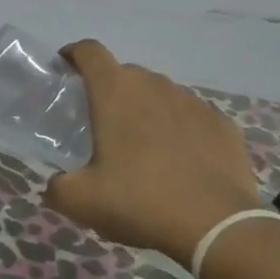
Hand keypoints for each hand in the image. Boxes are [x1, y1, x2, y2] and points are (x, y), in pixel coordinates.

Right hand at [43, 40, 261, 266]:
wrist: (216, 227)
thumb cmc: (138, 201)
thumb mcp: (79, 201)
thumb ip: (57, 186)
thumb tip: (56, 184)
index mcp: (115, 92)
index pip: (89, 51)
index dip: (74, 54)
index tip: (65, 67)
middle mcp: (154, 86)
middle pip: (125, 73)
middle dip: (110, 90)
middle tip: (101, 122)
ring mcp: (193, 103)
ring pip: (161, 94)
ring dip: (146, 109)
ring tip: (143, 145)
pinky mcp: (223, 125)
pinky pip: (192, 117)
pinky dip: (180, 129)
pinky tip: (180, 160)